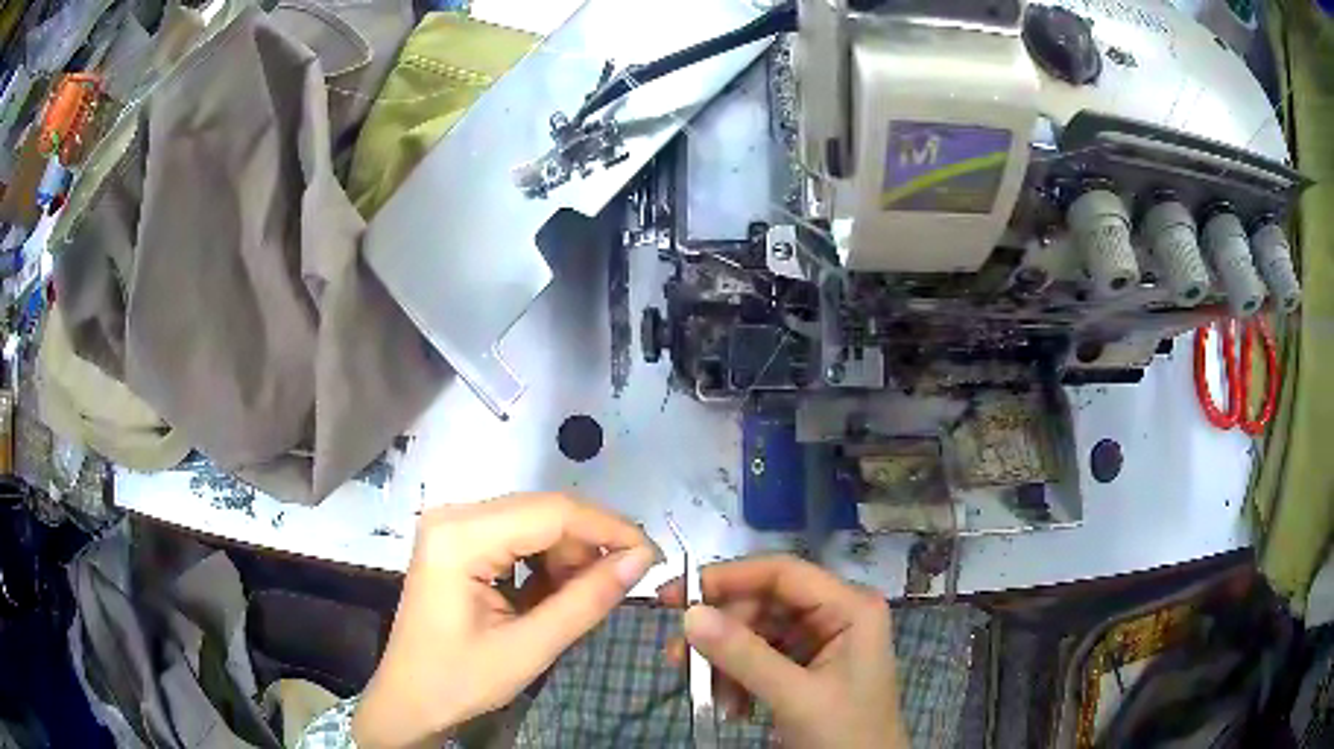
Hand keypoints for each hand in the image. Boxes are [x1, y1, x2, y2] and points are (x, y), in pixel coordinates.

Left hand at [352, 493, 657, 747]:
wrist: (410, 699)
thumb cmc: (460, 680)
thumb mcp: (529, 648)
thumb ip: (587, 601)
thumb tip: (641, 559)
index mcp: (460, 536)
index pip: (552, 513)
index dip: (609, 529)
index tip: (653, 556)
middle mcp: (454, 515)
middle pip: (543, 512)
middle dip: (588, 546)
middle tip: (619, 585)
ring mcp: (453, 525)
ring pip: (534, 523)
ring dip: (568, 556)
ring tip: (579, 599)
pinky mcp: (458, 540)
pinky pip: (517, 537)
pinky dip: (545, 562)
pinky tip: (551, 595)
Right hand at [658, 555, 905, 748]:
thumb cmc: (844, 733)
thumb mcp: (795, 696)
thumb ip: (744, 655)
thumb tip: (689, 615)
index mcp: (849, 607)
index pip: (782, 573)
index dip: (727, 578)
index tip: (676, 597)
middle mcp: (835, 615)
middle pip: (763, 605)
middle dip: (721, 633)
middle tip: (678, 657)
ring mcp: (820, 643)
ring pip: (756, 634)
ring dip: (726, 664)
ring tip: (708, 696)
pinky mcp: (805, 670)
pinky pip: (759, 660)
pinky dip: (737, 680)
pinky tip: (732, 709)